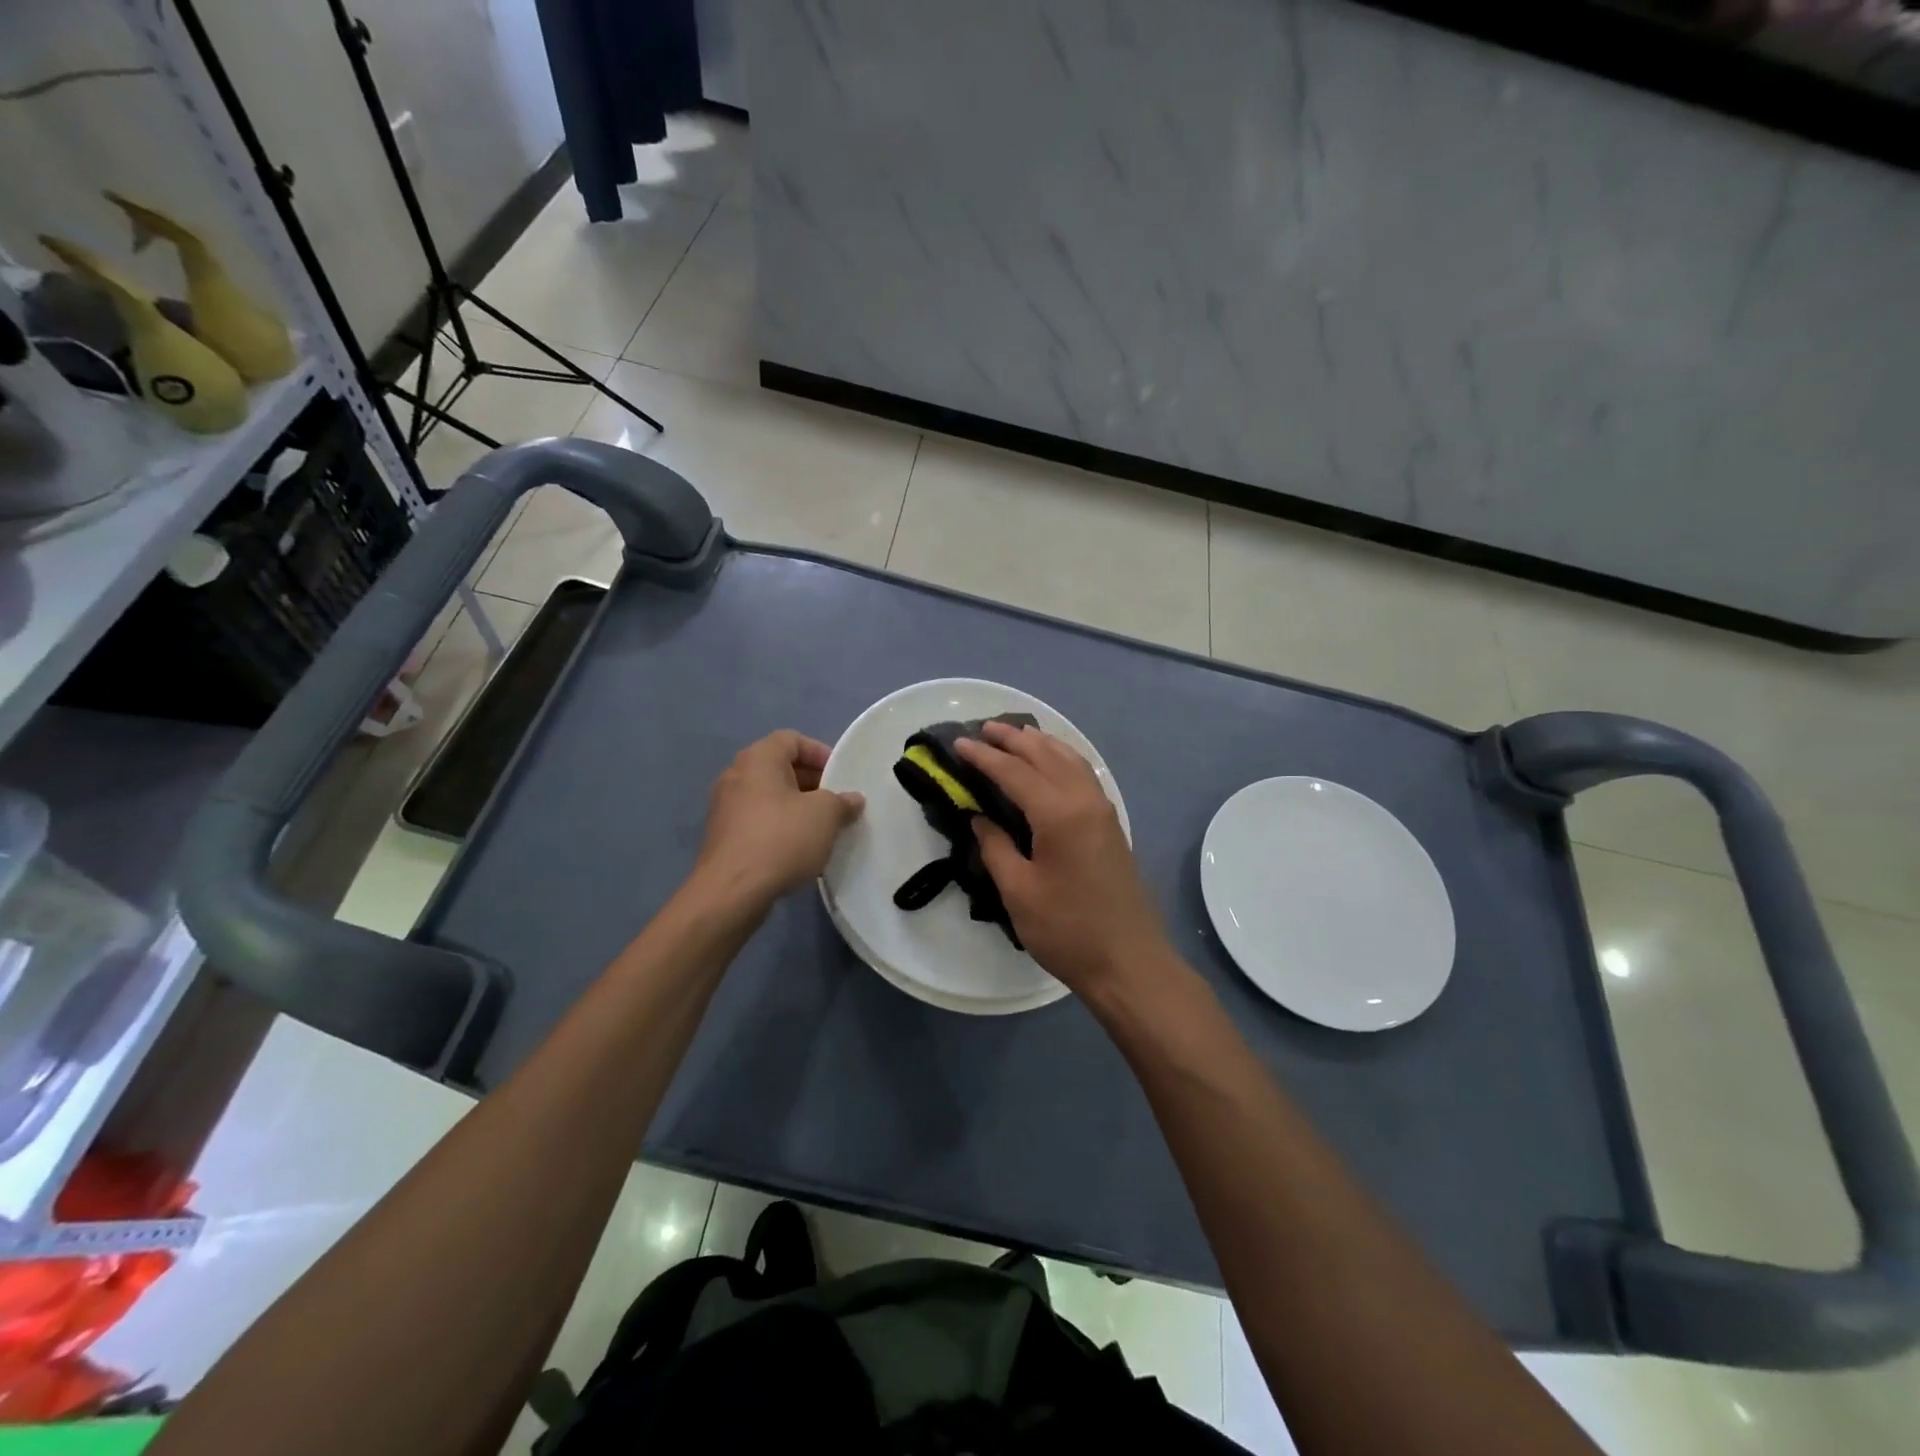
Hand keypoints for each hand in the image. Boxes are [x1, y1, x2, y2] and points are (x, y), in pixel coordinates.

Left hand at [691, 730, 864, 907]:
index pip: (792, 739)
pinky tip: (799, 850)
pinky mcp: (723, 837)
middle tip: (837, 803)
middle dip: (812, 783)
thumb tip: (852, 799)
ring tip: (823, 828)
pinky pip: (758, 821)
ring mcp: (725, 808)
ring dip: (797, 807)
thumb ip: (842, 802)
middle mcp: (736, 776)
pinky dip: (780, 827)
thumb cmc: (781, 839)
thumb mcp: (825, 816)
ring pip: (769, 797)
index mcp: (758, 759)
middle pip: (780, 768)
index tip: (841, 776)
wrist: (731, 892)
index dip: (820, 753)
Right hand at [954, 721, 1171, 999]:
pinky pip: (1083, 774)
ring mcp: (1103, 811)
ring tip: (1014, 736)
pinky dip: (1062, 758)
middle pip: (1045, 755)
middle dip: (1013, 739)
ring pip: (1070, 759)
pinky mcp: (1111, 824)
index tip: (958, 743)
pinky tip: (1051, 763)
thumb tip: (979, 817)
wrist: (1128, 962)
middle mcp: (1084, 800)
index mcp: (1058, 814)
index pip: (1014, 772)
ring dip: (1040, 743)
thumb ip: (995, 847)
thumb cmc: (1067, 930)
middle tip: (983, 729)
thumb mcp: (1018, 892)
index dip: (984, 757)